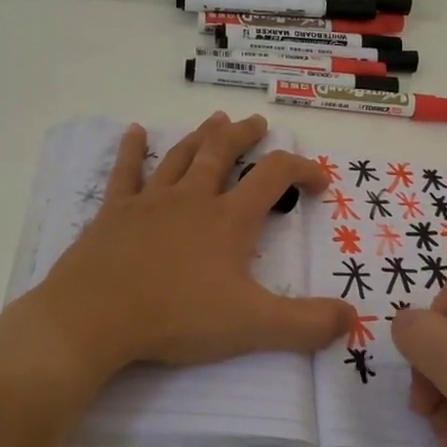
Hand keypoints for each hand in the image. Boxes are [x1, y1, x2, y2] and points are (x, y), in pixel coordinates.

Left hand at [28, 113, 352, 376]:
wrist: (95, 317)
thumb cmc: (177, 317)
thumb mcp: (252, 326)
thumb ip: (305, 324)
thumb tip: (350, 318)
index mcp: (228, 220)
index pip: (274, 177)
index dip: (302, 170)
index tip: (320, 181)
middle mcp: (192, 199)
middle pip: (223, 153)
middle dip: (245, 136)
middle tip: (258, 123)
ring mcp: (150, 201)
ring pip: (181, 156)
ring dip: (201, 135)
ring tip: (215, 120)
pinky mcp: (114, 213)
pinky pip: (125, 172)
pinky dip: (131, 150)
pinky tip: (133, 132)